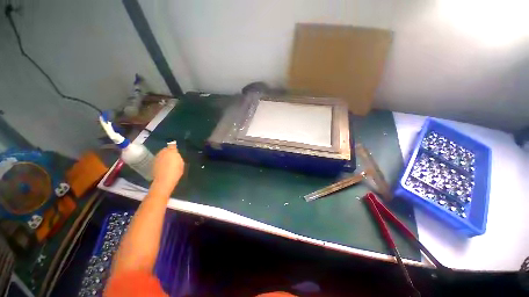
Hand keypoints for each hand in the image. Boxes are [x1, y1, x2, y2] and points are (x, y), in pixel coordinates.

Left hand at [152, 142, 184, 190]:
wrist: (164, 180)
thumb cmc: (176, 170)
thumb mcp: (181, 163)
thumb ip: (177, 156)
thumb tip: (175, 154)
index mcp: (171, 151)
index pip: (172, 146)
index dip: (173, 147)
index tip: (175, 150)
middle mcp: (162, 152)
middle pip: (165, 150)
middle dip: (168, 152)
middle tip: (172, 158)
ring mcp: (156, 158)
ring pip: (161, 155)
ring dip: (164, 157)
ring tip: (168, 163)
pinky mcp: (152, 164)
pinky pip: (158, 161)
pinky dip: (161, 162)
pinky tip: (164, 167)